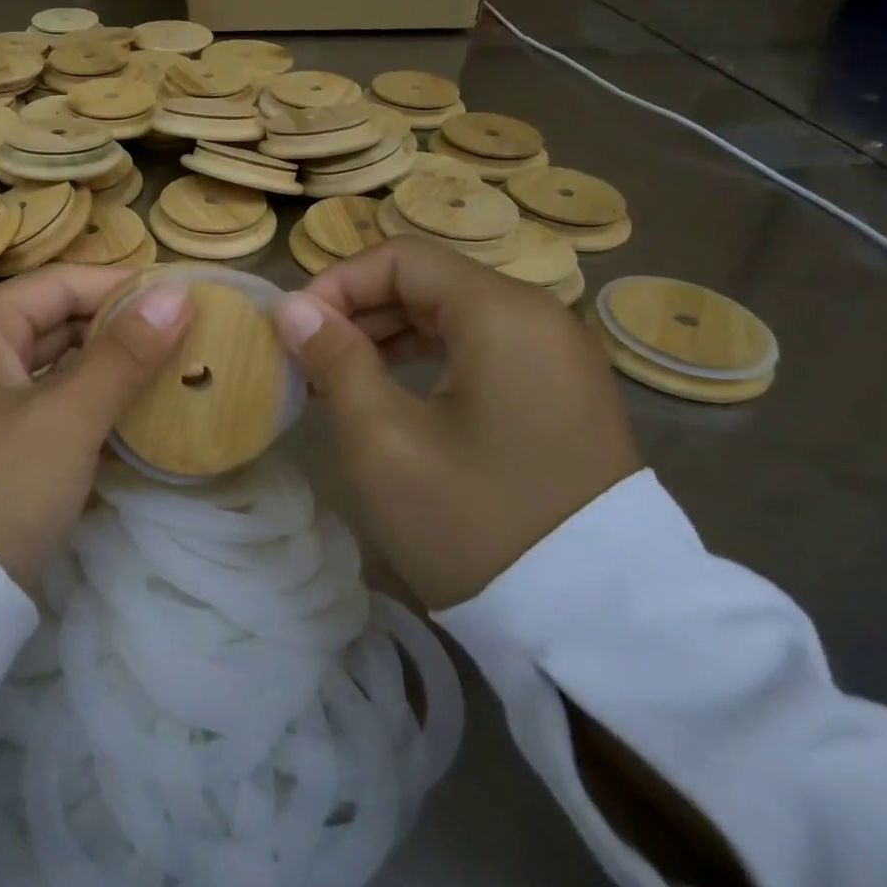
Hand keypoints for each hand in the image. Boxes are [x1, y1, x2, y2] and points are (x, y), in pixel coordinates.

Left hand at [0, 266, 191, 587]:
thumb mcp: (66, 417)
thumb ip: (124, 354)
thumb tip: (178, 293)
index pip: (62, 283)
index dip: (124, 286)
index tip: (187, 297)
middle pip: (59, 318)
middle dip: (120, 326)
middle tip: (188, 335)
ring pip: (57, 362)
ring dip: (109, 365)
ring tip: (173, 367)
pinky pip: (51, 399)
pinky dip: (89, 400)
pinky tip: (135, 410)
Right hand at [274, 237, 639, 609]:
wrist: (595, 627)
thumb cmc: (475, 524)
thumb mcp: (384, 441)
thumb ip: (335, 360)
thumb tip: (292, 307)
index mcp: (503, 314)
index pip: (401, 258)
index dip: (337, 283)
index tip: (296, 331)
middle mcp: (539, 317)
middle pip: (428, 280)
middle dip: (358, 310)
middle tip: (308, 358)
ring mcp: (556, 356)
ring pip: (451, 314)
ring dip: (387, 334)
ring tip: (337, 377)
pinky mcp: (558, 391)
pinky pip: (479, 347)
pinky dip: (426, 357)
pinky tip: (389, 394)